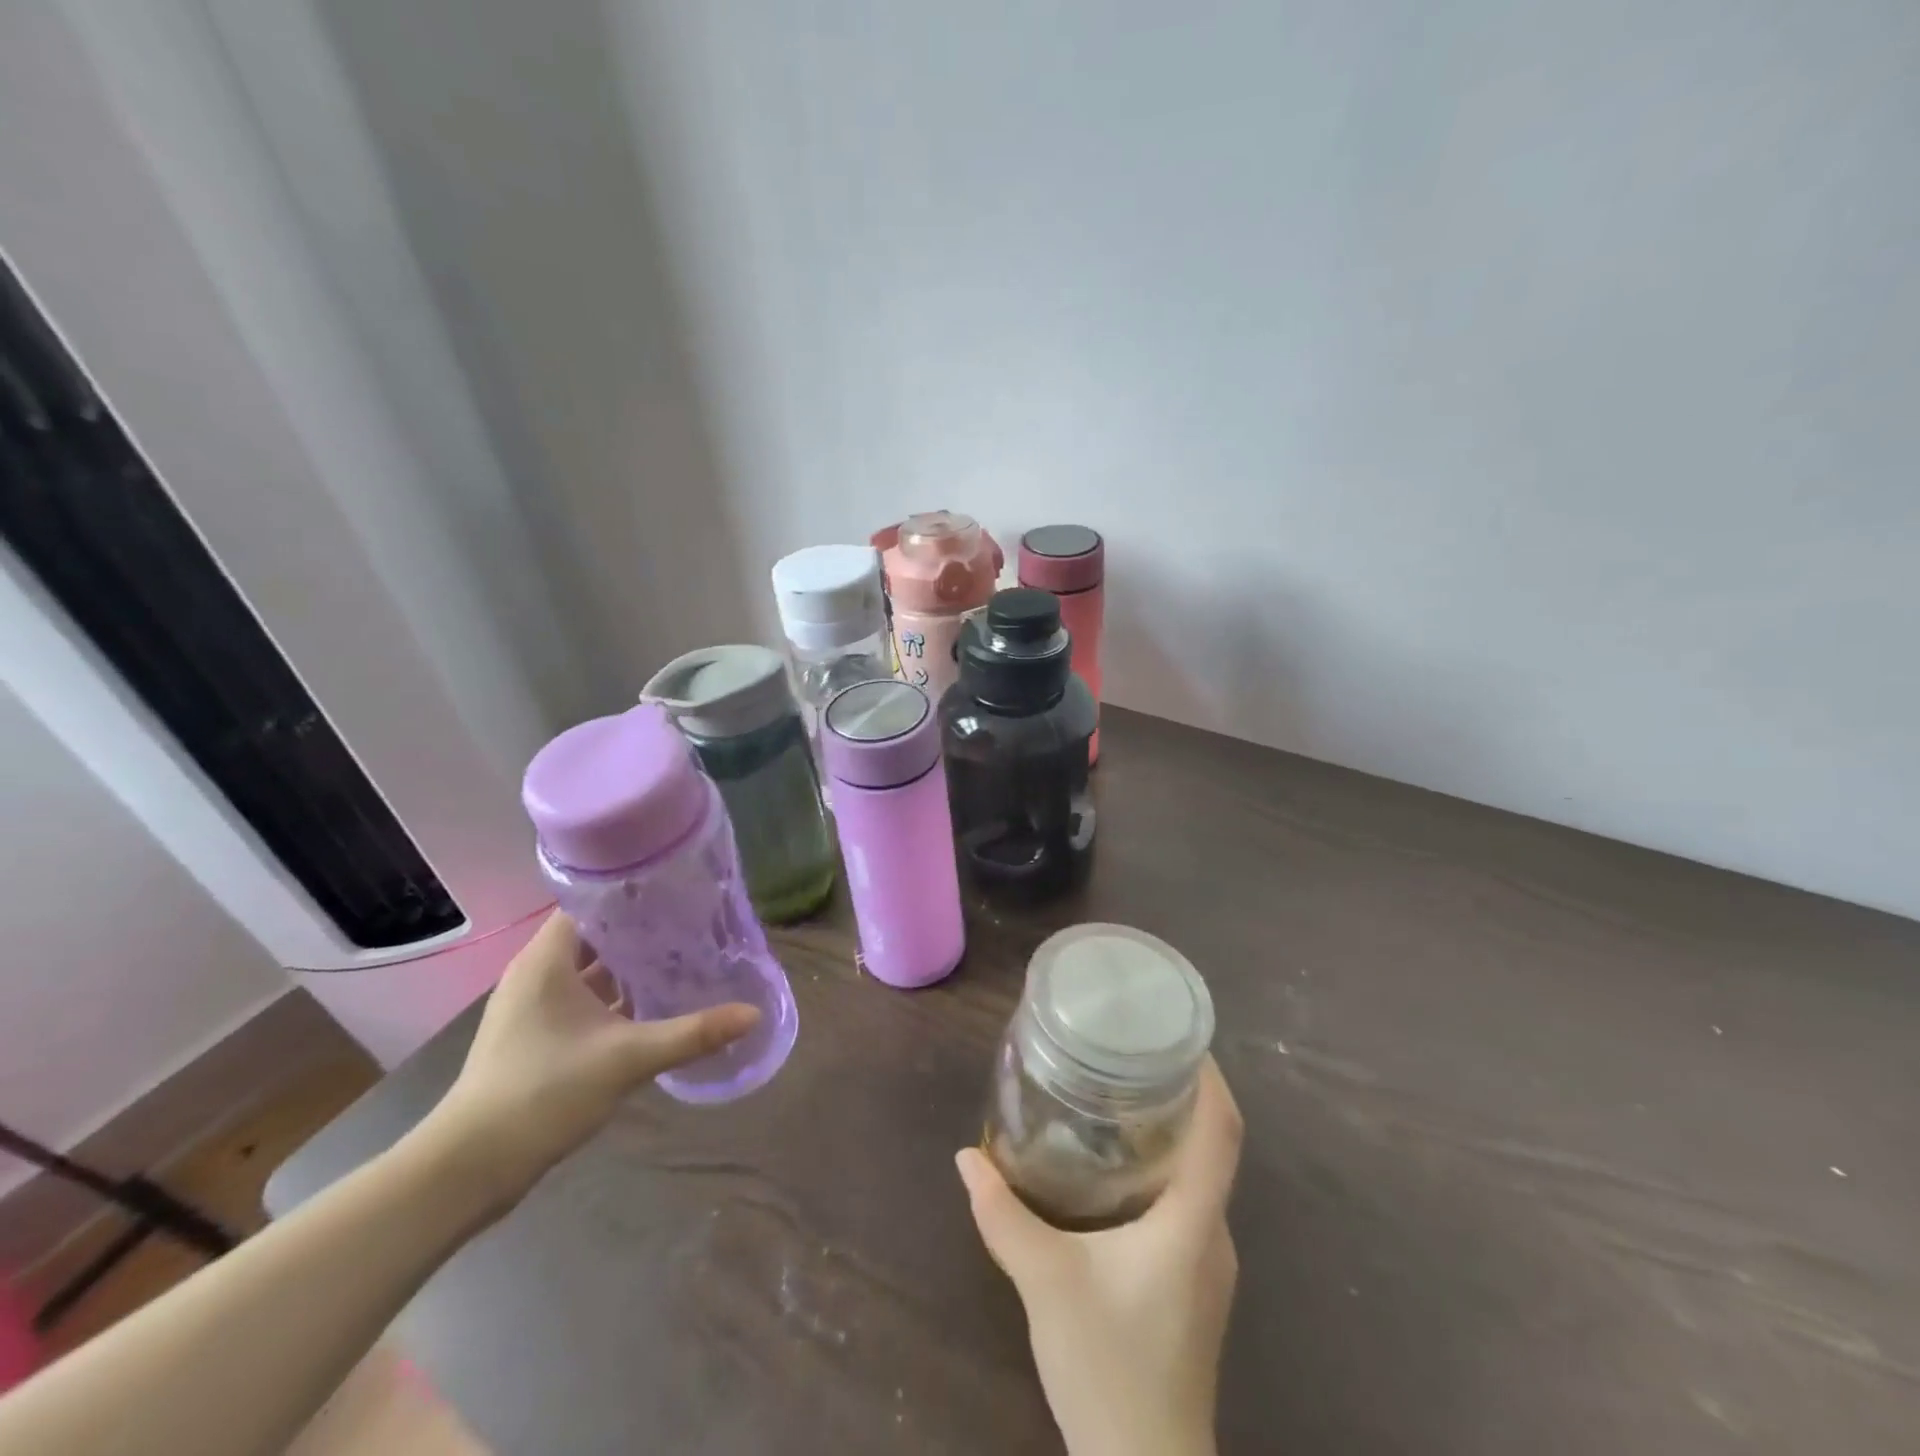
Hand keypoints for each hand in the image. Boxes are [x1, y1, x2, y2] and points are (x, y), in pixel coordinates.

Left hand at [424, 910, 758, 1212]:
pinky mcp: (536, 1036)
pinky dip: (615, 996)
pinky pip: (583, 998)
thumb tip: (753, 1014)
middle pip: (597, 935)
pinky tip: (652, 1004)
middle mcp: (536, 973)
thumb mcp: (627, 1058)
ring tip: (682, 957)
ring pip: (590, 970)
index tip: (679, 889)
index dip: (634, 894)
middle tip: (694, 923)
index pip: (593, 903)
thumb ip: (692, 1033)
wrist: (468, 1168)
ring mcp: (533, 1007)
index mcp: (547, 960)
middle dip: (643, 930)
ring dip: (630, 966)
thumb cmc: (544, 1092)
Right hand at [956, 1058, 1241, 1455]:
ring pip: (1198, 1176)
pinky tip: (1116, 1169)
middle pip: (1212, 1146)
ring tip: (1118, 1097)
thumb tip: (966, 1157)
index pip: (1223, 1132)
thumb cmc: (1108, 1368)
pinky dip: (1161, 1170)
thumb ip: (1003, 1215)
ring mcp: (1209, 1263)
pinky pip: (1186, 1203)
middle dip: (1180, 1094)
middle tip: (1129, 1054)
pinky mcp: (1195, 1284)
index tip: (1178, 1034)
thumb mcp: (1045, 1283)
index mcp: (1192, 1223)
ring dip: (1169, 1133)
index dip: (1210, 1078)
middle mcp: (1213, 1234)